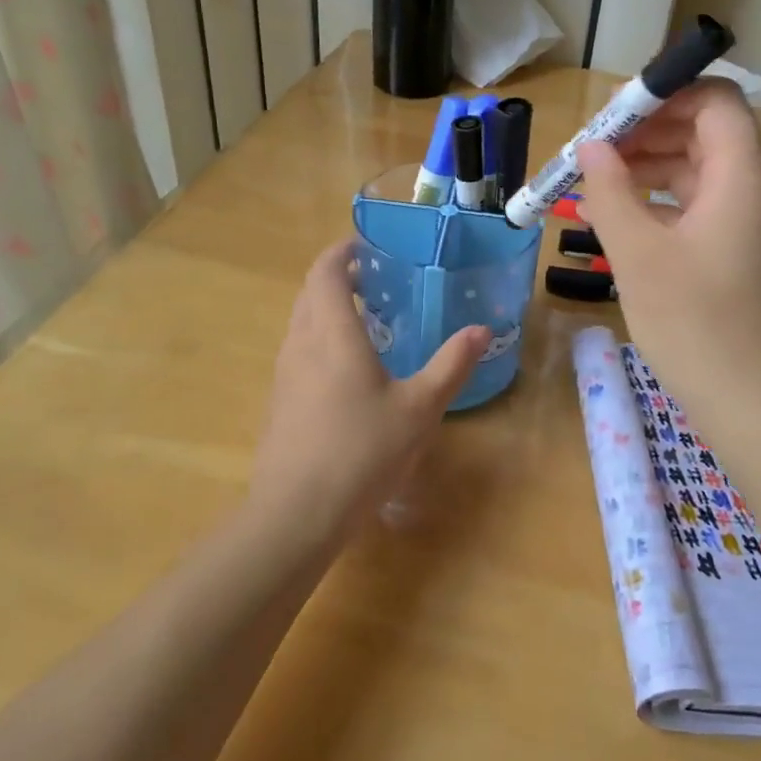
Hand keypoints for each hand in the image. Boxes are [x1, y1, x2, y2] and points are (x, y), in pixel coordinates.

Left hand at [249, 240, 489, 544]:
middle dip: (336, 279)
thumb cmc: (361, 451)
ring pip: (301, 324)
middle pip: (309, 293)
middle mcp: (300, 344)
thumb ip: (451, 365)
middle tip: (375, 281)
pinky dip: (320, 341)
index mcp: (331, 333)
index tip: (365, 246)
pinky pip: (298, 352)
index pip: (325, 272)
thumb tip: (481, 330)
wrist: (296, 514)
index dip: (341, 252)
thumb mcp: (419, 409)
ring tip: (366, 322)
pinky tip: (348, 372)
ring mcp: (284, 374)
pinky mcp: (278, 402)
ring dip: (326, 311)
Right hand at [576, 81, 760, 442]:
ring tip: (598, 184)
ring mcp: (755, 229)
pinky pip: (704, 211)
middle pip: (706, 134)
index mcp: (743, 179)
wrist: (756, 406)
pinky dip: (664, 205)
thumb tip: (592, 148)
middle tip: (593, 151)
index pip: (715, 101)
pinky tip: (624, 223)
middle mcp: (757, 193)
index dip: (665, 94)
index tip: (612, 113)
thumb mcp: (637, 255)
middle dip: (647, 133)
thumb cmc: (695, 324)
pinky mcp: (746, 259)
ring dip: (651, 170)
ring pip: (702, 175)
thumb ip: (610, 191)